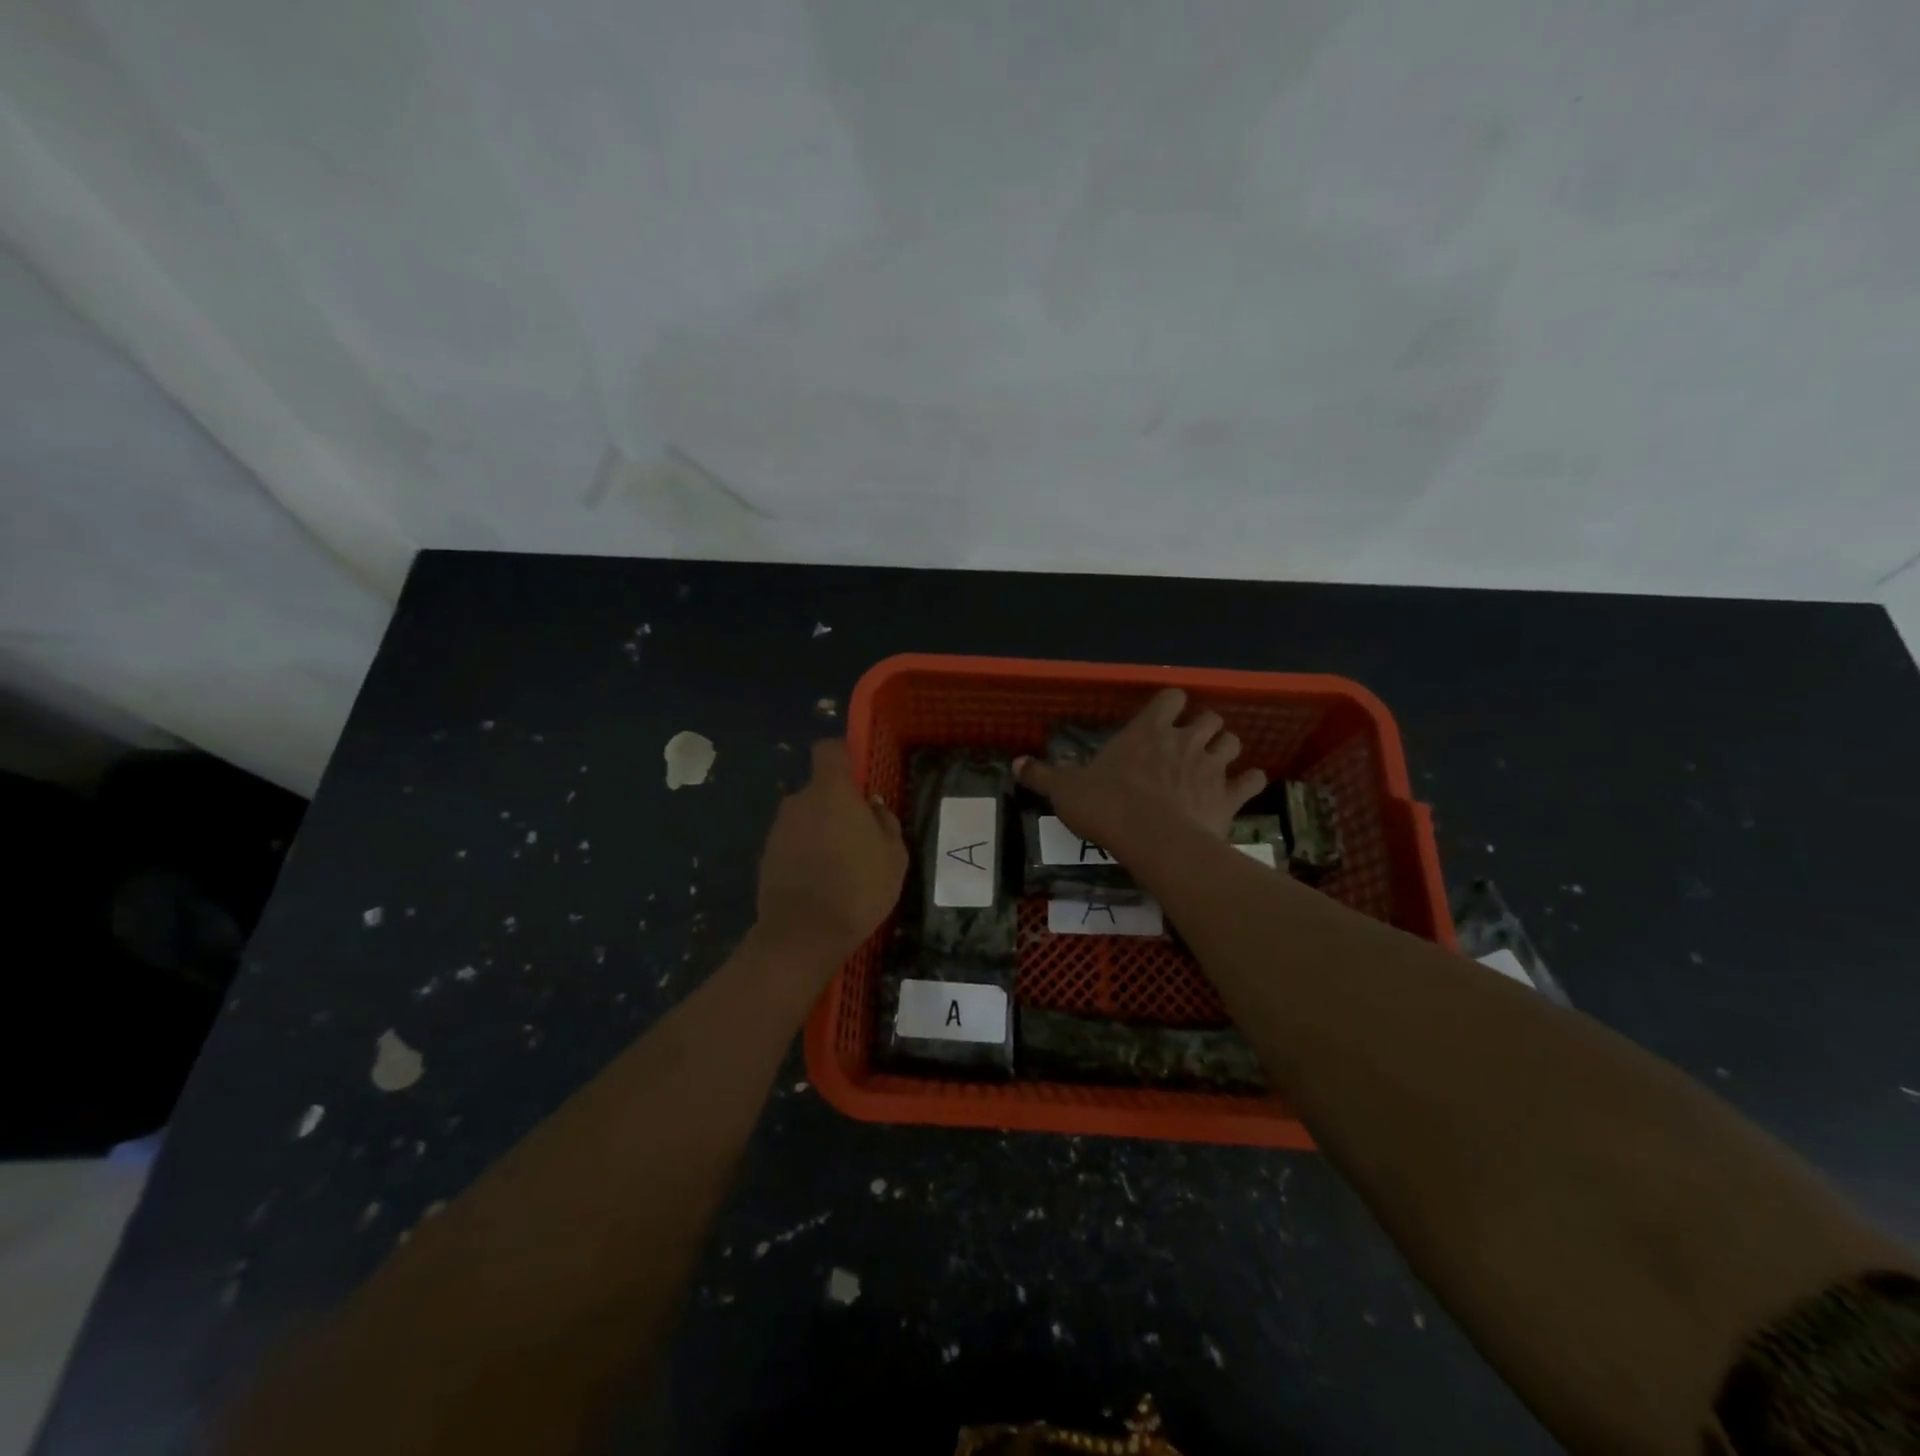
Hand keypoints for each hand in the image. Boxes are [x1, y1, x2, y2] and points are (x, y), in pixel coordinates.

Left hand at [756, 740, 907, 967]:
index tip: (859, 777)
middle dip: (837, 805)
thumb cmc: (859, 887)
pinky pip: (793, 843)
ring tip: (842, 866)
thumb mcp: (894, 856)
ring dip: (821, 832)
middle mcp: (798, 802)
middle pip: (819, 789)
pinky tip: (822, 883)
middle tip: (860, 837)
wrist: (803, 935)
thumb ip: (885, 822)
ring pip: (806, 818)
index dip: (844, 756)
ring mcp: (778, 829)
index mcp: (831, 792)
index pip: (829, 750)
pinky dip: (806, 854)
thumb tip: (872, 806)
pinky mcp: (766, 856)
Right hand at [1015, 688, 1265, 852]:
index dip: (1171, 704)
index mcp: (1147, 730)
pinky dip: (1250, 781)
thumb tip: (1014, 763)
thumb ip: (1043, 775)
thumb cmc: (1107, 806)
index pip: (1170, 697)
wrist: (1152, 840)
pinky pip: (1252, 780)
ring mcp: (1211, 766)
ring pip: (1233, 742)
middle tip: (1189, 744)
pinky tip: (1242, 788)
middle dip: (1203, 726)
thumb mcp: (1065, 790)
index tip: (1163, 717)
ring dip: (1226, 748)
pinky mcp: (1229, 796)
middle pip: (1210, 716)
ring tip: (1213, 763)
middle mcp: (1184, 740)